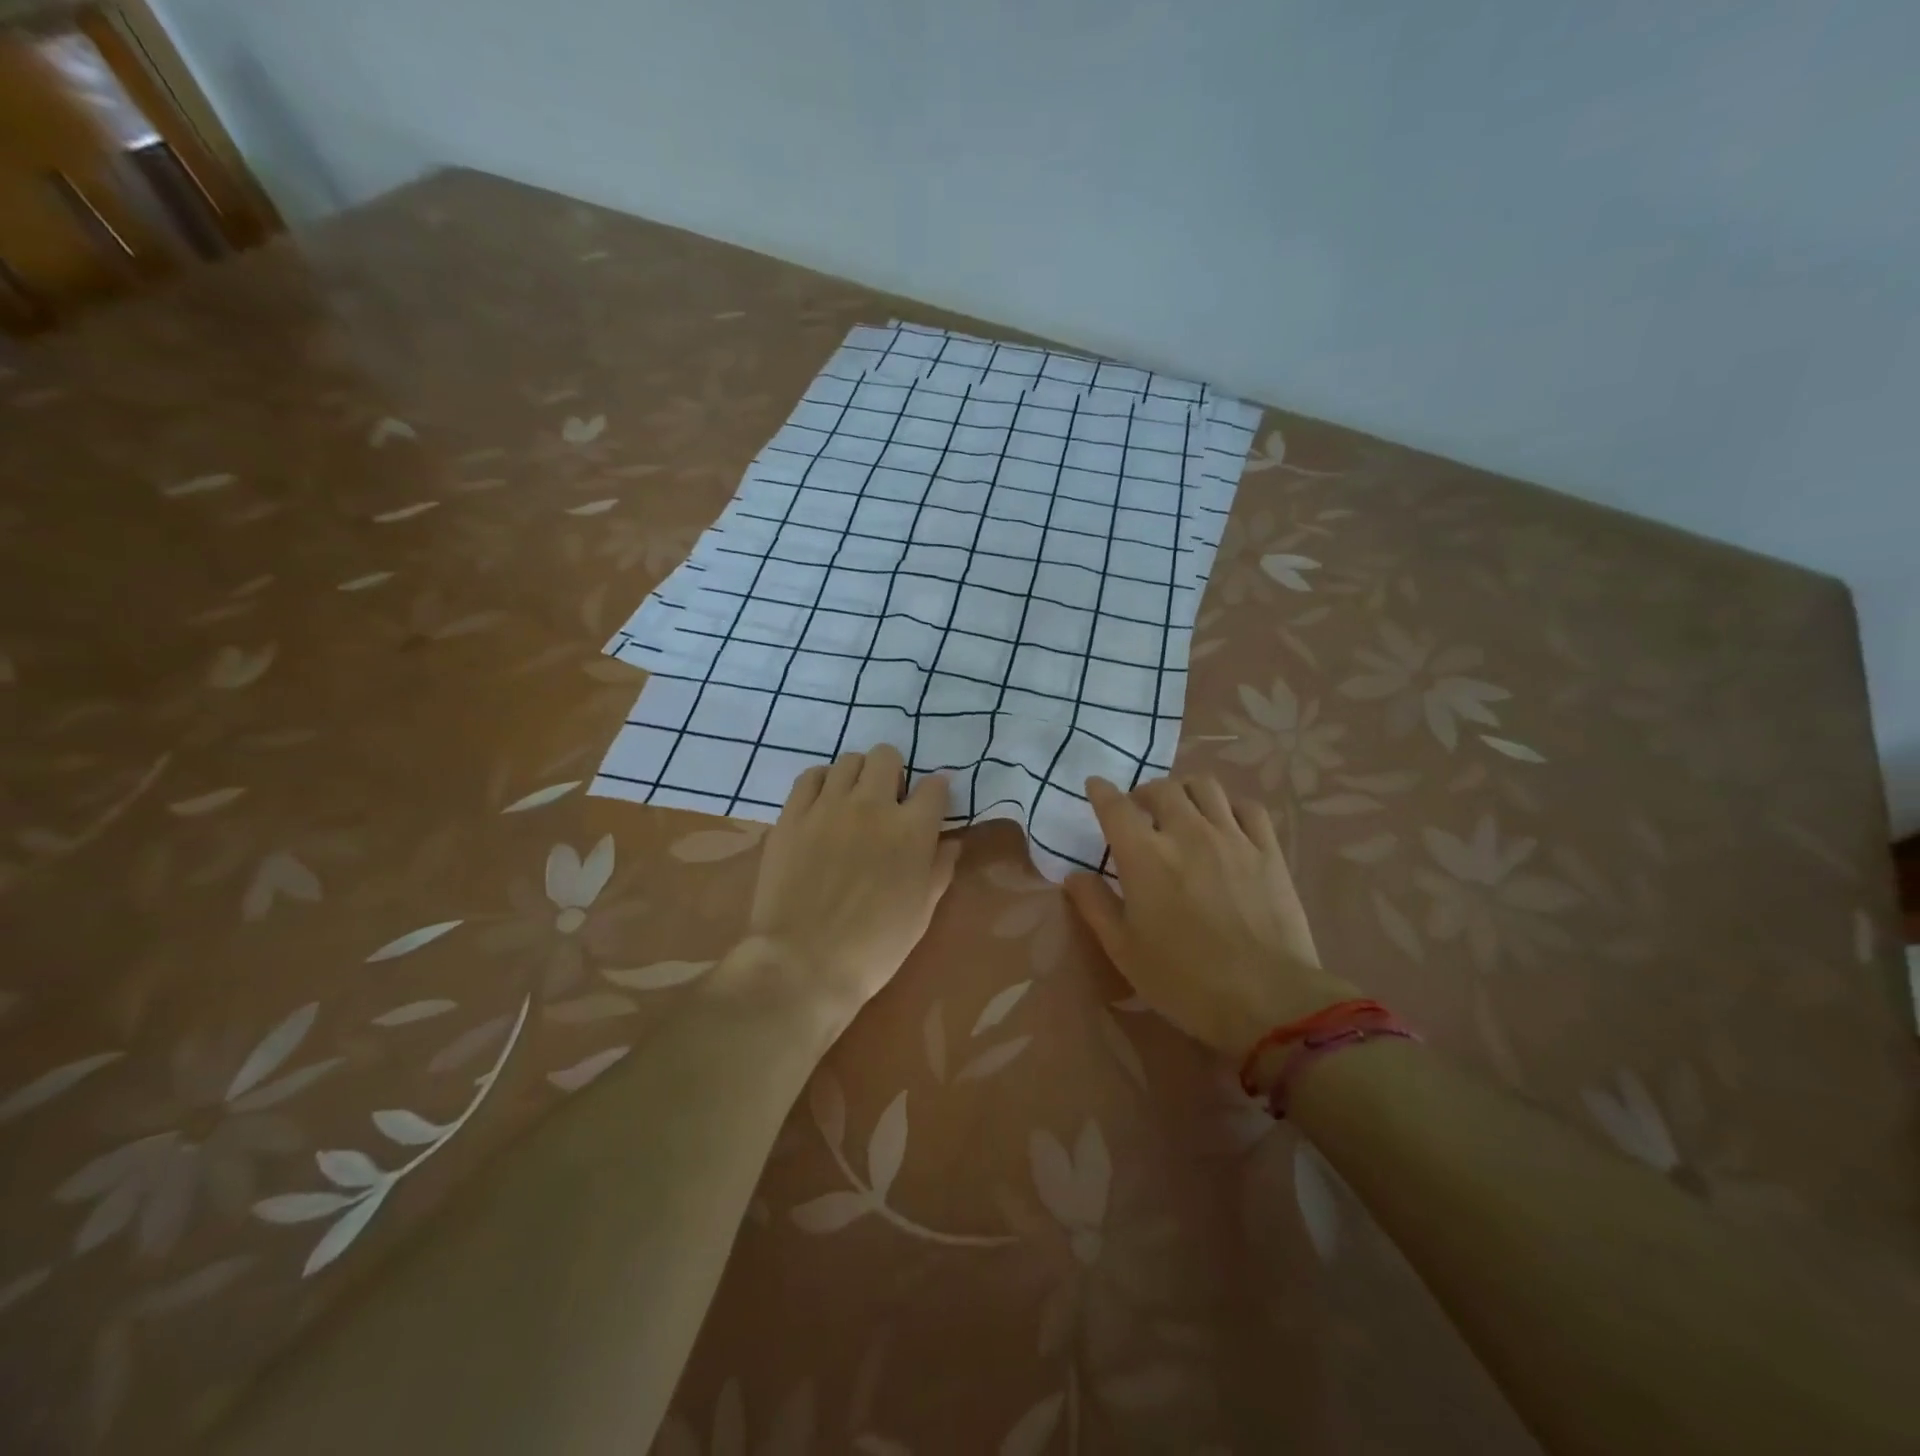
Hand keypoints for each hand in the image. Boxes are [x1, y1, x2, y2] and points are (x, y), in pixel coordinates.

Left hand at [730, 745, 960, 1035]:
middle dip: (894, 773)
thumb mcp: (922, 912)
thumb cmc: (875, 946)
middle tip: (888, 802)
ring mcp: (828, 806)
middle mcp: (872, 805)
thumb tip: (950, 842)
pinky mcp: (793, 815)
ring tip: (853, 801)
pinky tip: (823, 804)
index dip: (935, 793)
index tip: (930, 806)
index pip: (934, 786)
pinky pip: (810, 776)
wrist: (804, 963)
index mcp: (912, 830)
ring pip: (848, 760)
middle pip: (887, 756)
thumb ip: (939, 869)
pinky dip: (822, 783)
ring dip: (858, 776)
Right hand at [1064, 774, 1356, 1064]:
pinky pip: (1248, 807)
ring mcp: (1232, 837)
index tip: (1096, 786)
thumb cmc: (1184, 980)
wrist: (1267, 999)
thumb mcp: (1123, 950)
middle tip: (1140, 811)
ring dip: (1185, 791)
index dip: (1102, 792)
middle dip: (1144, 792)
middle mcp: (1187, 833)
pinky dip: (1229, 806)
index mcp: (1145, 856)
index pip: (1116, 807)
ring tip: (1181, 809)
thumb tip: (1074, 876)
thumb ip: (1095, 906)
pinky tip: (1225, 822)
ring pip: (1205, 787)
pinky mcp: (1268, 850)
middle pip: (1162, 789)